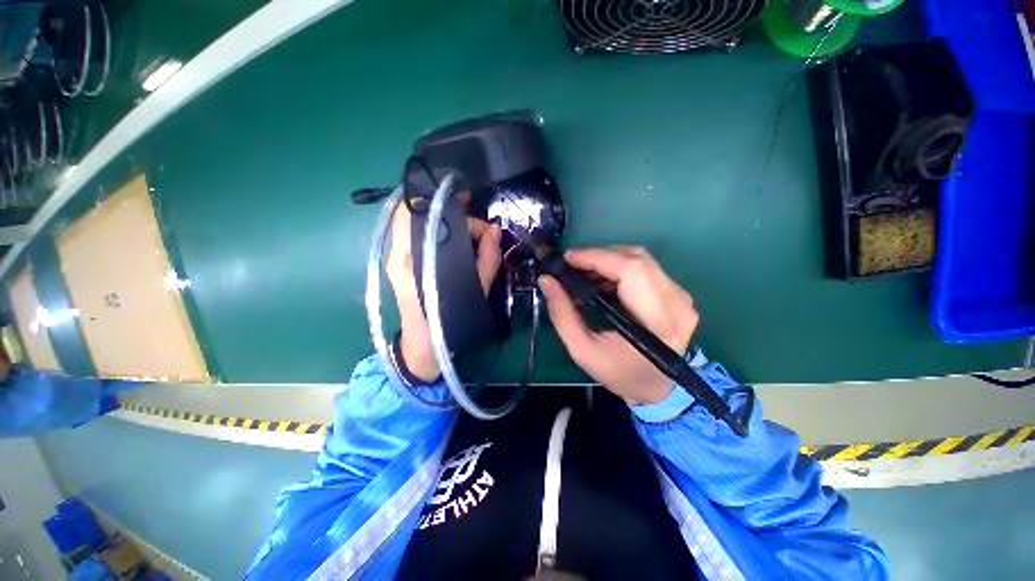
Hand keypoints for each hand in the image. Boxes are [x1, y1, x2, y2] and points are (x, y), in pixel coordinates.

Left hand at [386, 201, 501, 382]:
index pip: (416, 211)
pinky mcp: (403, 266)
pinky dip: (443, 235)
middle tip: (481, 231)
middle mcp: (399, 254)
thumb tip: (495, 229)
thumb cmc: (449, 324)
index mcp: (412, 260)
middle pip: (420, 215)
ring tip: (476, 239)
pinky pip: (423, 238)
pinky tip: (463, 246)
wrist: (424, 350)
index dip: (443, 200)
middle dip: (453, 215)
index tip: (470, 203)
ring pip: (422, 225)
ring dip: (449, 225)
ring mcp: (398, 259)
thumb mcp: (475, 292)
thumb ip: (487, 259)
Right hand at [538, 247, 697, 403]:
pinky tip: (603, 279)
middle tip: (573, 266)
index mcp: (657, 323)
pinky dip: (621, 267)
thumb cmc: (620, 374)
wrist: (659, 389)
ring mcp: (682, 298)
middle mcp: (676, 304)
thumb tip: (546, 280)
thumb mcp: (583, 350)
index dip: (597, 257)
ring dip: (609, 260)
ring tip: (585, 273)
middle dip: (600, 256)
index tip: (568, 258)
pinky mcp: (680, 295)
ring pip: (642, 259)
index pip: (630, 271)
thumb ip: (562, 314)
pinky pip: (647, 268)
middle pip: (637, 259)